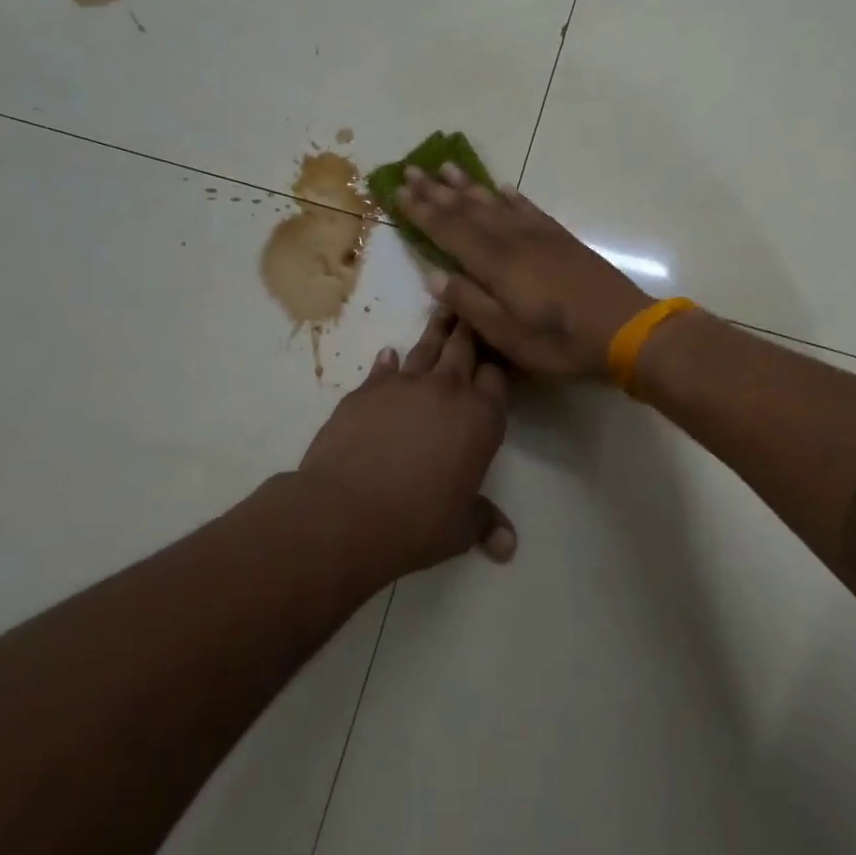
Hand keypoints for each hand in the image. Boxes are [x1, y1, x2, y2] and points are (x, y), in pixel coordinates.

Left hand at [296, 307, 515, 579]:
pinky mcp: (367, 390)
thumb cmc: (417, 522)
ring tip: (443, 310)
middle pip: (464, 348)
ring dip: (437, 330)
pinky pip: (384, 367)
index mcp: (480, 419)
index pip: (497, 378)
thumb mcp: (459, 529)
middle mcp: (447, 391)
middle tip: (472, 307)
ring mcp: (404, 385)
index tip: (495, 358)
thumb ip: (485, 524)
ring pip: (426, 347)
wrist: (346, 511)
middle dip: (471, 329)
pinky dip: (389, 361)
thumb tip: (509, 547)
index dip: (496, 367)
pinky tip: (390, 354)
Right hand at [396, 164, 650, 381]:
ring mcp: (540, 236)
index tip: (399, 192)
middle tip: (412, 170)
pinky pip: (528, 209)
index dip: (422, 212)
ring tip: (447, 168)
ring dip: (469, 187)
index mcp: (495, 264)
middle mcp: (513, 240)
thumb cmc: (561, 342)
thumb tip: (434, 276)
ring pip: (495, 204)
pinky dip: (511, 197)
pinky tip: (502, 188)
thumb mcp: (507, 336)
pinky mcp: (561, 239)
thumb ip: (470, 303)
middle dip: (437, 191)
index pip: (449, 231)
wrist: (625, 328)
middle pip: (468, 210)